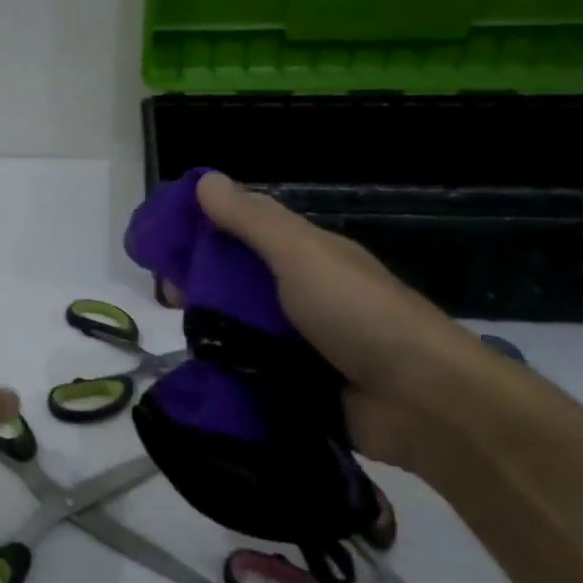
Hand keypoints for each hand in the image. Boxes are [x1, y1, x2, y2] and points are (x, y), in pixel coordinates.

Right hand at [194, 172, 511, 473]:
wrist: (421, 401)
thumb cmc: (358, 314)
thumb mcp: (301, 256)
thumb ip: (252, 222)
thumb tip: (204, 180)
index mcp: (305, 255)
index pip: (243, 230)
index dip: (202, 231)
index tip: (162, 247)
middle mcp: (299, 293)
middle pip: (236, 280)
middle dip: (199, 285)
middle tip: (167, 299)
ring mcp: (298, 341)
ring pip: (238, 326)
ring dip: (210, 329)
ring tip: (178, 336)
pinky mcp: (295, 384)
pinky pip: (249, 368)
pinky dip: (227, 367)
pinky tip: (199, 371)